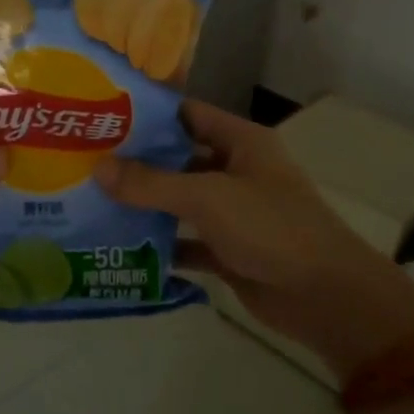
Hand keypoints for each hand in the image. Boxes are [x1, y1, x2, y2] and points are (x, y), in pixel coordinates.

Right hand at [96, 99, 413, 378]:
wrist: (328, 299)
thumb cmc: (272, 228)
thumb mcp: (208, 197)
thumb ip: (151, 183)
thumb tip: (98, 168)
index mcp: (240, 142)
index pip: (187, 114)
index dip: (148, 114)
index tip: (102, 116)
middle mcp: (235, 170)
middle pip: (178, 158)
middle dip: (137, 162)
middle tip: (85, 161)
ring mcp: (233, 213)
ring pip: (180, 201)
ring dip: (145, 205)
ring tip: (93, 201)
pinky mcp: (229, 251)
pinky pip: (186, 241)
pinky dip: (161, 245)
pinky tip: (121, 246)